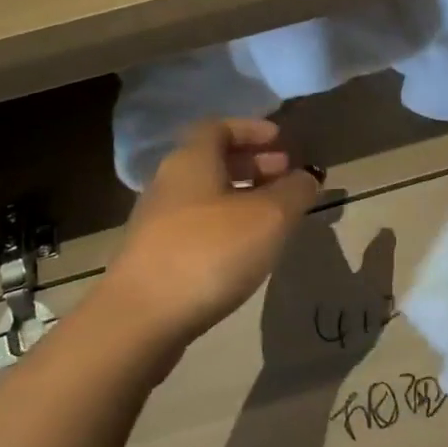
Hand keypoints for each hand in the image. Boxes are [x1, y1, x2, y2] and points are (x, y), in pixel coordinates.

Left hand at [102, 119, 322, 350]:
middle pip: (212, 161)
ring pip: (206, 195)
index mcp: (192, 161)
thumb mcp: (269, 217)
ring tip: (275, 216)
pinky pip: (198, 226)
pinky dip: (227, 225)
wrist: (140, 319)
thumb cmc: (209, 252)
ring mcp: (158, 222)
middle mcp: (169, 183)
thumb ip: (295, 191)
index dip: (252, 130)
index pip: (219, 127)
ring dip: (242, 197)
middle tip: (286, 176)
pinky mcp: (155, 257)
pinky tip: (246, 250)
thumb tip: (307, 177)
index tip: (281, 141)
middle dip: (253, 164)